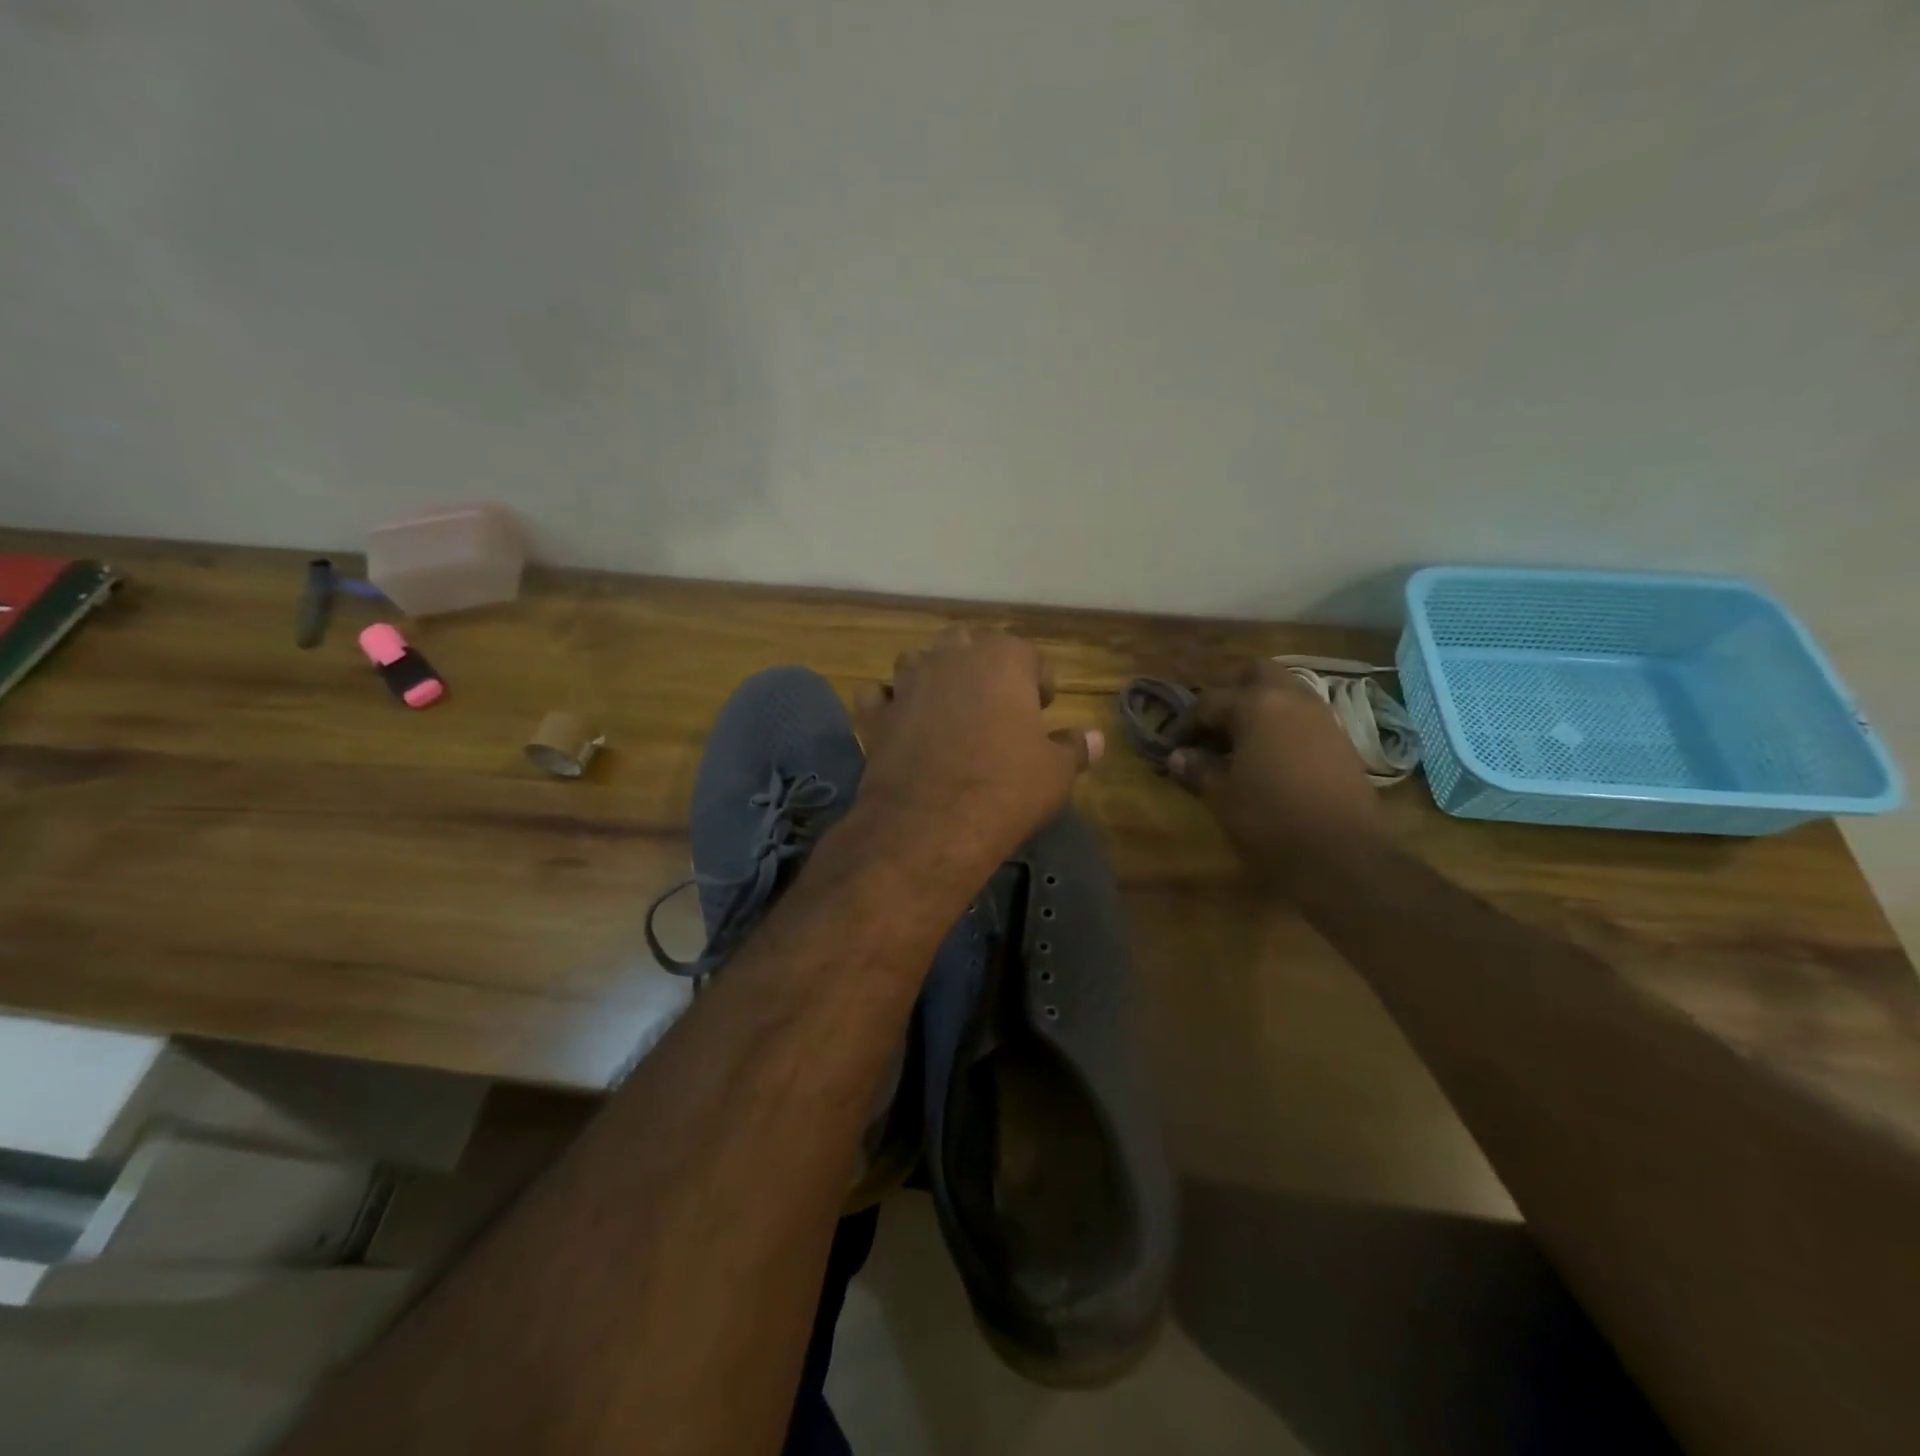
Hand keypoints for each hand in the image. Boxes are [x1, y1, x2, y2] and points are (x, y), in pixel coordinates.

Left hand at [851, 628, 1101, 874]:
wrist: (930, 824)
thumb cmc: (1005, 789)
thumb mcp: (1055, 773)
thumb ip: (1075, 747)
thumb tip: (1096, 738)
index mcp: (1002, 659)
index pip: (1030, 656)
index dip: (1041, 682)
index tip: (1044, 710)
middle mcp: (951, 658)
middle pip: (969, 644)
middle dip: (984, 666)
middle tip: (996, 704)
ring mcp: (908, 682)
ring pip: (919, 660)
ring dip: (934, 676)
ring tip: (948, 709)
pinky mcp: (876, 714)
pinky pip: (879, 695)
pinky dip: (889, 703)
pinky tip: (901, 722)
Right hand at [1169, 661, 1384, 880]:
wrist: (1343, 855)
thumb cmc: (1270, 820)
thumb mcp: (1222, 797)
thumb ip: (1198, 770)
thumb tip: (1178, 757)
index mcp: (1256, 705)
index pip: (1208, 702)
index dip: (1185, 724)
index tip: (1172, 747)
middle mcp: (1292, 699)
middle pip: (1257, 674)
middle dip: (1232, 693)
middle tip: (1215, 729)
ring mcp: (1323, 718)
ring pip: (1286, 693)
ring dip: (1261, 709)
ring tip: (1241, 745)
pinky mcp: (1342, 741)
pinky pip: (1305, 718)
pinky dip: (1284, 727)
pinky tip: (1272, 760)